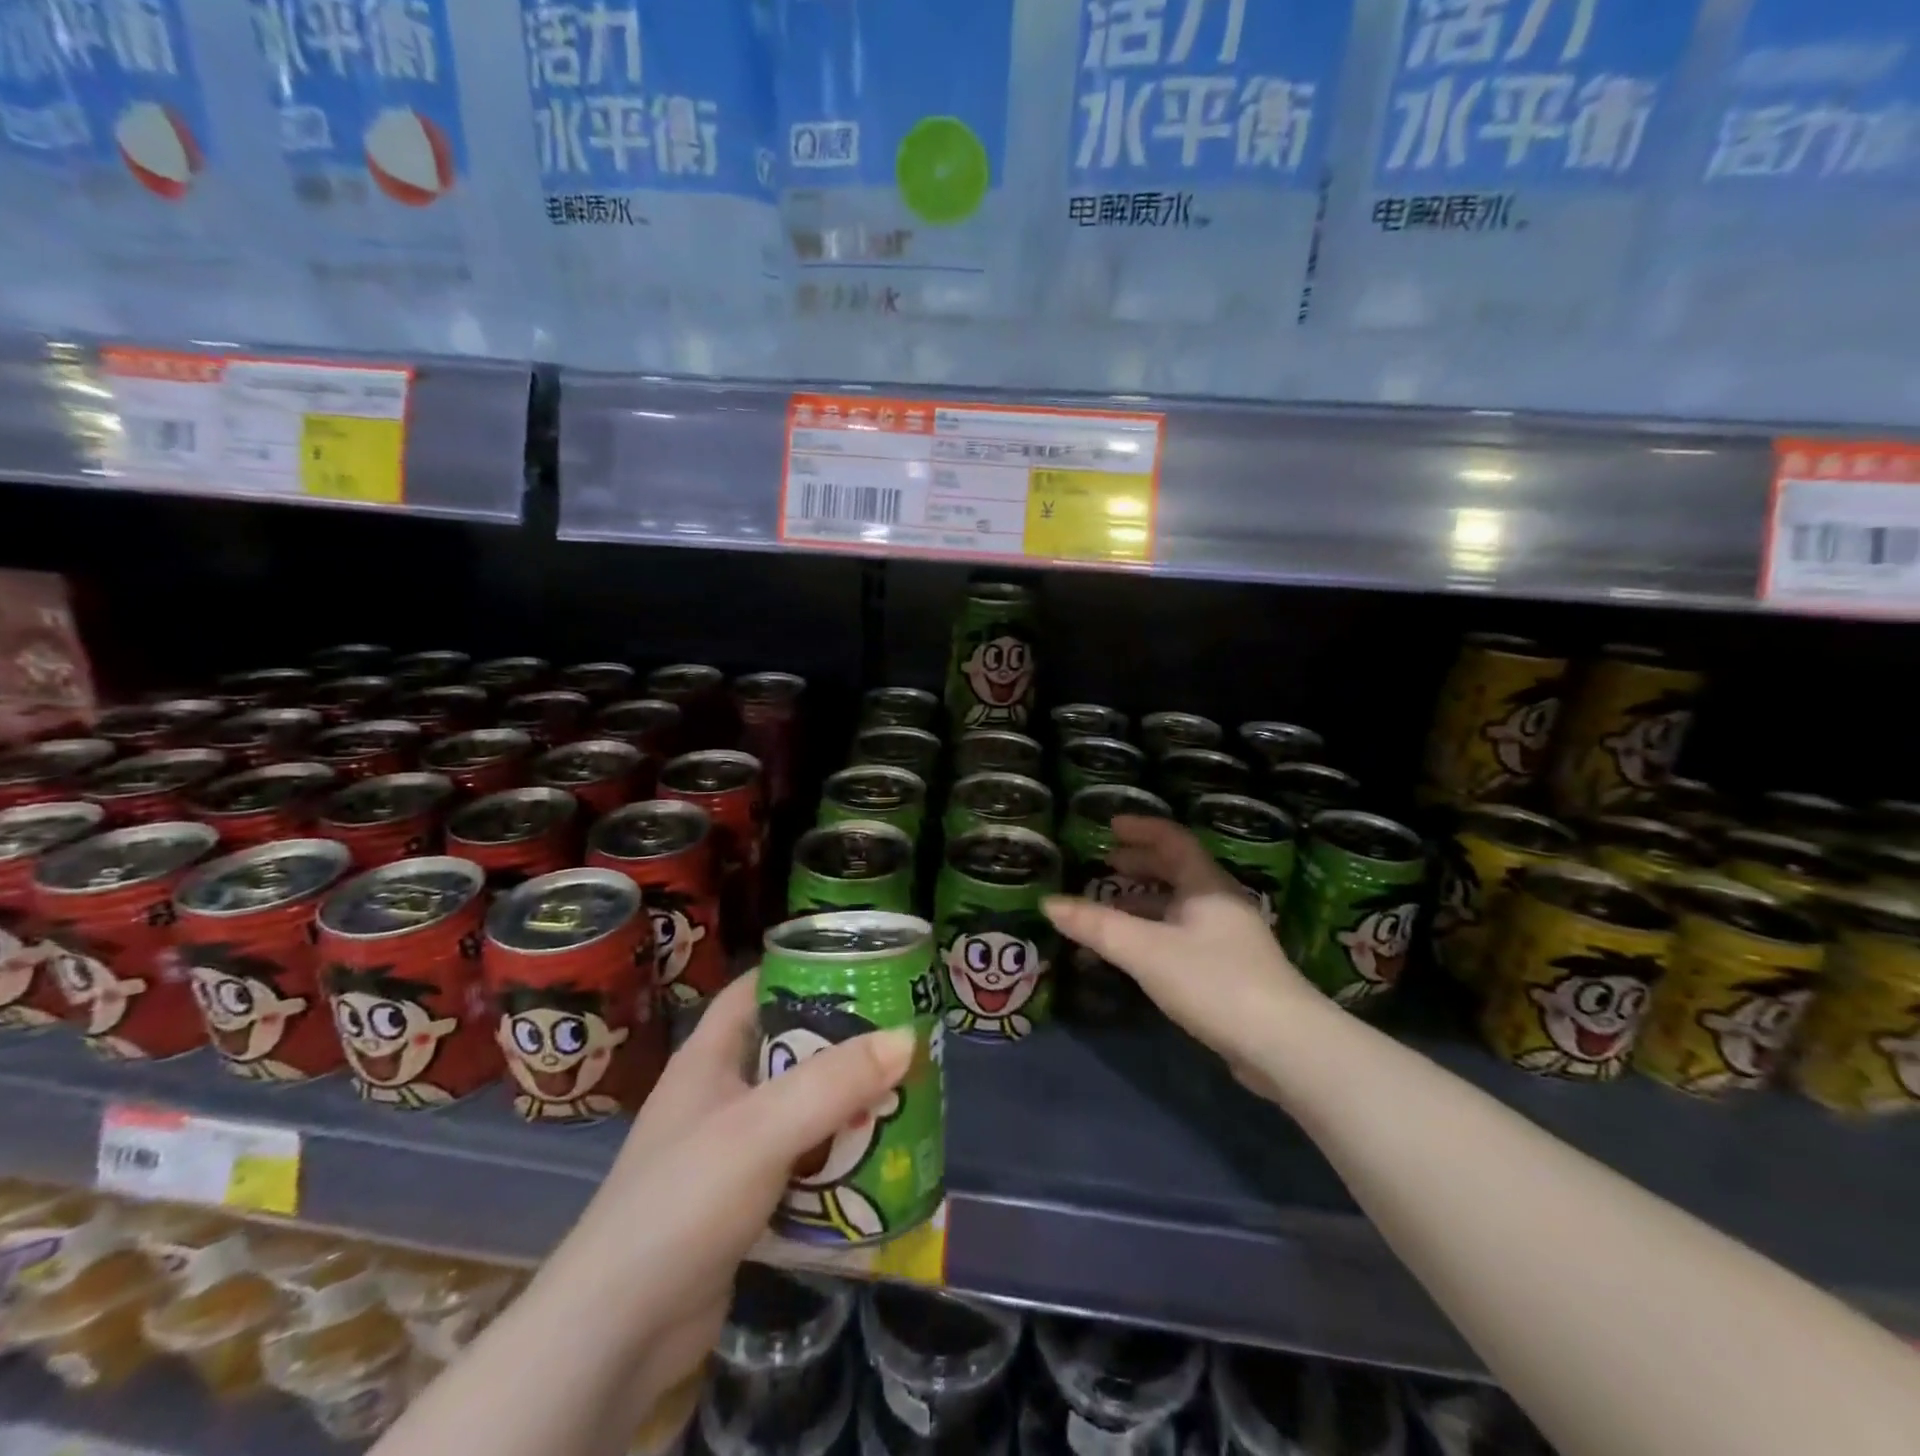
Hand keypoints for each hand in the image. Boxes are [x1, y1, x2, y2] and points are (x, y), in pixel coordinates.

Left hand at [559, 972, 913, 1415]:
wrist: (617, 1334)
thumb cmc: (683, 1200)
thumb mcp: (761, 1129)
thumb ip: (833, 1081)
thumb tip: (907, 1037)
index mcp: (709, 1057)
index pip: (755, 989)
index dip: (802, 971)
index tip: (861, 968)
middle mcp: (718, 1094)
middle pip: (787, 1050)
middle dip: (842, 1044)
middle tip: (901, 1038)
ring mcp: (727, 1151)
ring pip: (798, 1110)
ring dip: (845, 1106)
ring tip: (903, 1095)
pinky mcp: (742, 1202)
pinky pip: (799, 1164)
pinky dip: (834, 1161)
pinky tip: (877, 1163)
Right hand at [1044, 816, 1316, 1071]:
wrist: (1284, 1045)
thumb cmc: (1213, 981)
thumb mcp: (1146, 950)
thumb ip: (1096, 926)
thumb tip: (1048, 903)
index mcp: (1207, 885)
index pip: (1173, 839)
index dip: (1141, 828)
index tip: (1110, 826)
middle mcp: (1220, 903)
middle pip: (1177, 870)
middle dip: (1140, 863)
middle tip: (1105, 863)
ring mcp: (1229, 938)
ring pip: (1180, 905)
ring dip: (1145, 900)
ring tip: (1110, 905)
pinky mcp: (1231, 970)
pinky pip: (1183, 934)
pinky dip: (1154, 930)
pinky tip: (1136, 951)